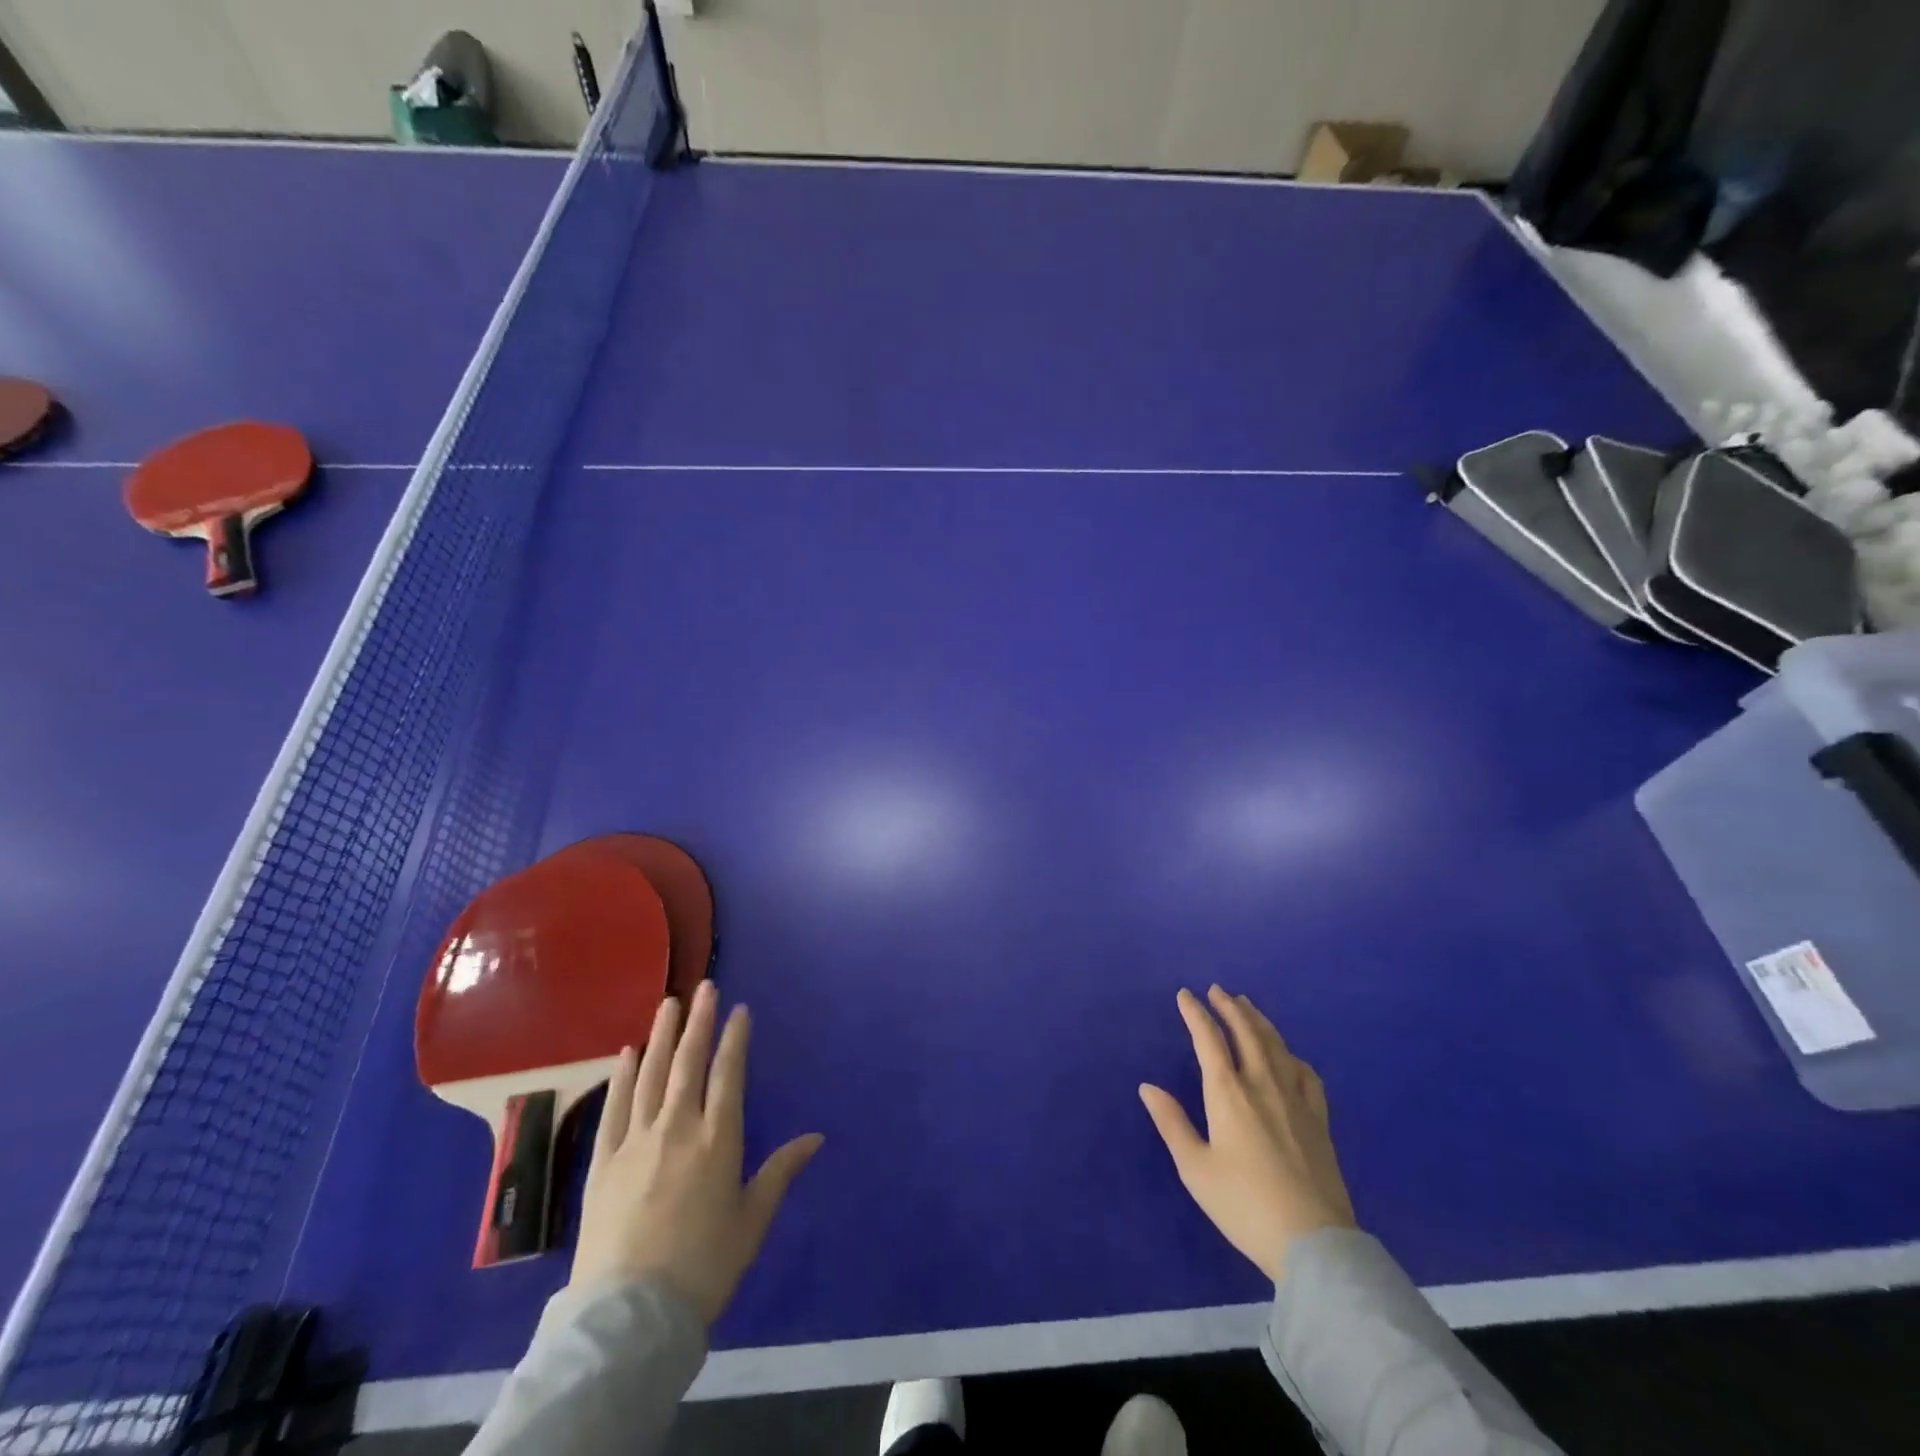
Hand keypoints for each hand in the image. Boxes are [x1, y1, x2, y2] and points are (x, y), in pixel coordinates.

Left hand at [571, 979, 823, 1323]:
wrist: (630, 1316)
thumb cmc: (704, 1266)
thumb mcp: (752, 1221)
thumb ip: (781, 1171)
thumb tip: (816, 1137)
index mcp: (718, 1139)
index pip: (728, 1073)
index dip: (735, 1038)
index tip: (739, 1009)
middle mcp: (678, 1127)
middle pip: (689, 1062)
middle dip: (699, 1021)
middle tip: (704, 987)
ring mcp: (636, 1141)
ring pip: (651, 1074)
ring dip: (661, 1035)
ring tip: (669, 1003)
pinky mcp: (604, 1161)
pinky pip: (615, 1107)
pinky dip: (622, 1076)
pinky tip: (627, 1052)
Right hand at [1139, 985, 1355, 1282]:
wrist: (1312, 1242)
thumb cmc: (1243, 1205)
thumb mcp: (1195, 1169)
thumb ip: (1171, 1123)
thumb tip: (1147, 1086)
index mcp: (1228, 1093)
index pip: (1209, 1040)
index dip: (1195, 1014)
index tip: (1185, 995)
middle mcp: (1262, 1085)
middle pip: (1246, 1033)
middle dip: (1229, 1007)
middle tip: (1217, 990)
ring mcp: (1295, 1100)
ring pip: (1276, 1046)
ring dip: (1259, 1021)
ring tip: (1247, 1005)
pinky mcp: (1318, 1120)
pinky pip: (1306, 1074)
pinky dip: (1291, 1055)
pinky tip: (1288, 1055)